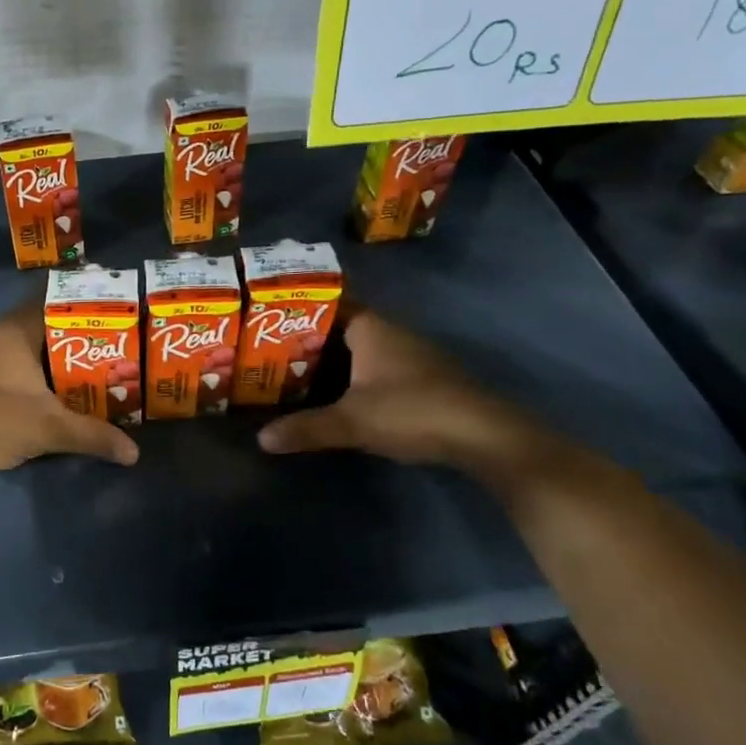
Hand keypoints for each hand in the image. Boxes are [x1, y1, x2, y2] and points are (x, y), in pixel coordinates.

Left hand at [0, 306, 139, 477]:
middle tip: (113, 340)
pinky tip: (60, 388)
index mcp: (15, 329)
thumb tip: (133, 453)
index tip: (112, 306)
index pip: (54, 299)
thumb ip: (94, 435)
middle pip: (45, 323)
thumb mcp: (51, 428)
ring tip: (95, 363)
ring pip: (30, 345)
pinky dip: (39, 370)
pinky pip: (17, 363)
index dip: (83, 301)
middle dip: (77, 332)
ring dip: (57, 354)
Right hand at [257, 308, 554, 481]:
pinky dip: (355, 376)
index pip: (329, 305)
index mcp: (371, 328)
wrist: (484, 435)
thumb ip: (306, 428)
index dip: (300, 310)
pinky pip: (377, 367)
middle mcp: (391, 333)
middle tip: (271, 350)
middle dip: (310, 339)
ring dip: (333, 360)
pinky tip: (337, 394)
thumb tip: (262, 439)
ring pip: (361, 350)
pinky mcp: (424, 379)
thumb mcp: (352, 421)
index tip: (268, 320)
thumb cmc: (411, 411)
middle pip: (342, 328)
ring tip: (295, 372)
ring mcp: (411, 355)